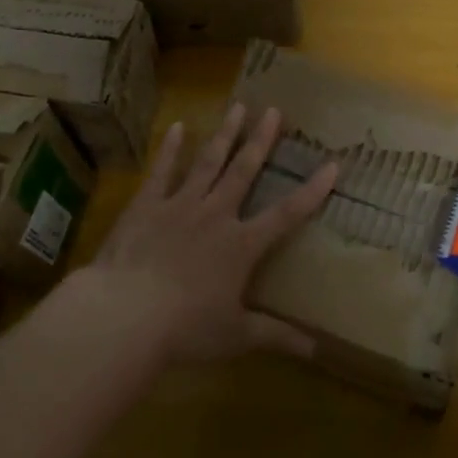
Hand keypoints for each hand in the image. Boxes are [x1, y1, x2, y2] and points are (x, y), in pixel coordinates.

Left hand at [75, 103, 336, 363]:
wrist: (125, 314)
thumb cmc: (185, 328)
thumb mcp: (236, 336)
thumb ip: (275, 336)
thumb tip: (316, 351)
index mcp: (241, 245)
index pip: (286, 214)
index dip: (312, 190)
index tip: (332, 164)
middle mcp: (216, 215)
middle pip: (244, 171)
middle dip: (262, 140)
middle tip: (274, 111)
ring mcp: (179, 205)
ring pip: (208, 162)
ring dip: (225, 134)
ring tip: (238, 106)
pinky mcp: (146, 206)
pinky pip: (162, 171)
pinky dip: (170, 148)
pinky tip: (177, 126)